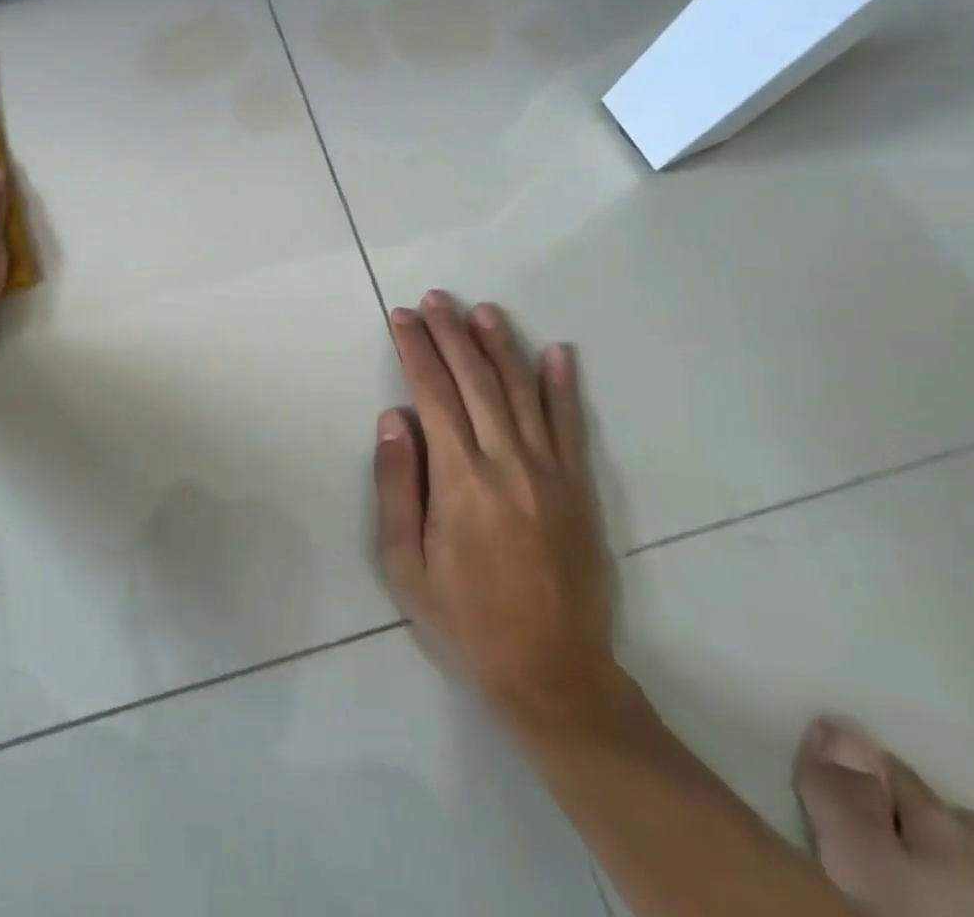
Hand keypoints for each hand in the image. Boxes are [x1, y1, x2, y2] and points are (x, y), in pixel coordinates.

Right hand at [375, 291, 621, 734]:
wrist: (553, 675)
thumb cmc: (465, 620)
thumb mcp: (405, 565)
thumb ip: (397, 486)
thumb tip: (394, 419)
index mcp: (461, 479)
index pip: (433, 394)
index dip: (416, 350)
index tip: (402, 317)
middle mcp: (507, 462)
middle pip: (476, 380)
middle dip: (451, 334)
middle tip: (435, 298)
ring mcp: (550, 472)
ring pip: (522, 392)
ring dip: (500, 346)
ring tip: (482, 311)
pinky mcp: (580, 489)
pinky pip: (570, 425)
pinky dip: (562, 385)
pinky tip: (556, 352)